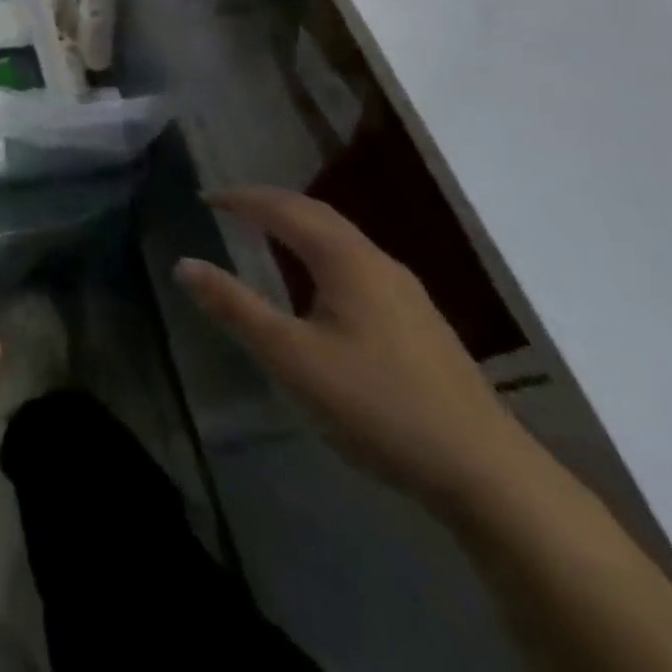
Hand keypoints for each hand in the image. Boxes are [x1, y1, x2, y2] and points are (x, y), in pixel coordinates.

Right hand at [176, 188, 527, 505]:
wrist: (487, 473)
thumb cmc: (378, 405)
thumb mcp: (292, 358)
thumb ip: (236, 308)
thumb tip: (184, 264)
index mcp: (346, 260)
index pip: (284, 209)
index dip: (242, 199)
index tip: (206, 198)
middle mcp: (377, 262)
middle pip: (317, 214)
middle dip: (270, 203)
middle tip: (230, 207)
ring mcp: (405, 291)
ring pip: (341, 238)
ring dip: (298, 225)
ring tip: (266, 233)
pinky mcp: (419, 322)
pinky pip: (356, 262)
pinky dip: (320, 250)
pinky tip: (318, 283)